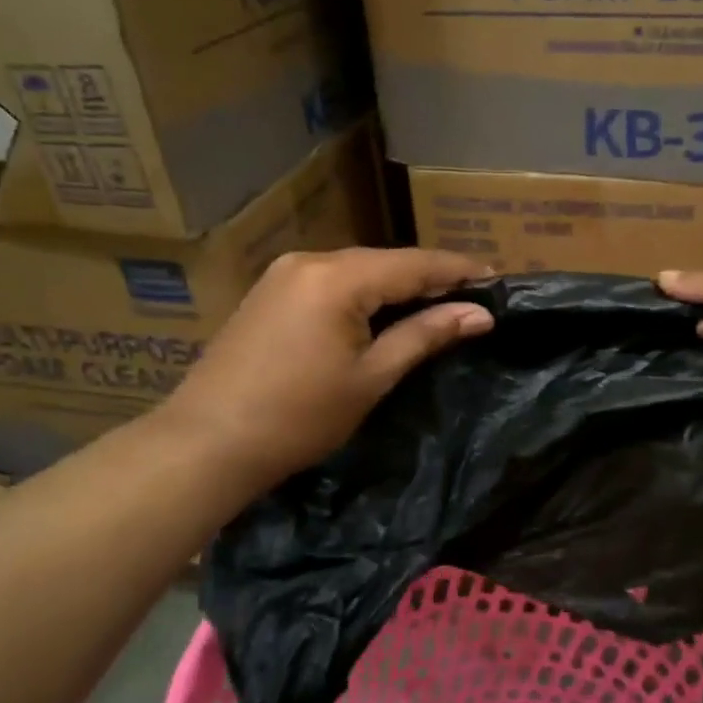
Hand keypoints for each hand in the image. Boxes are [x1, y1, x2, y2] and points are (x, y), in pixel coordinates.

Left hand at [161, 247, 492, 497]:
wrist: (206, 441)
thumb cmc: (299, 416)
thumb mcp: (371, 377)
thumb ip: (426, 335)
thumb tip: (479, 314)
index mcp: (339, 277)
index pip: (415, 263)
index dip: (458, 270)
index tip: (496, 278)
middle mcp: (310, 260)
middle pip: (385, 261)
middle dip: (429, 277)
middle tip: (470, 296)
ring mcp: (283, 273)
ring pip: (357, 270)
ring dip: (396, 285)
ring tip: (435, 303)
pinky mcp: (268, 291)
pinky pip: (330, 281)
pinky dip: (363, 293)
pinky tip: (381, 311)